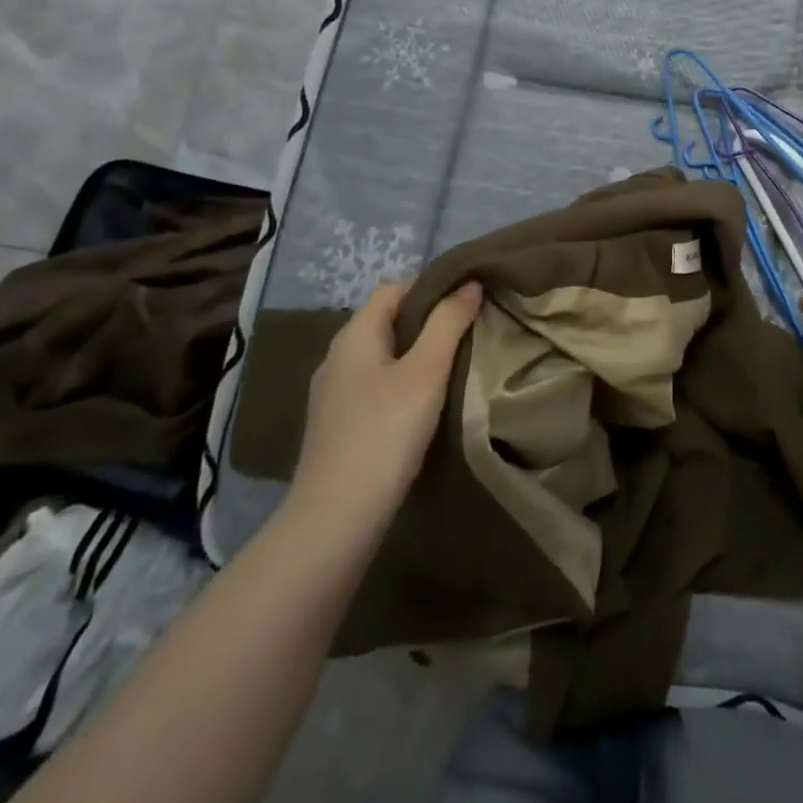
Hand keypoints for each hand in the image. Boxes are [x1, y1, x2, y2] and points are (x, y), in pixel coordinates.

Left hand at [286, 279, 482, 527]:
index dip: (432, 286)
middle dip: (428, 319)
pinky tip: (424, 403)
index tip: (468, 299)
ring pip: (382, 354)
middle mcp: (337, 355)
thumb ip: (448, 323)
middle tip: (469, 331)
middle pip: (387, 319)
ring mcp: (333, 392)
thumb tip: (469, 284)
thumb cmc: (384, 433)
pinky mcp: (337, 423)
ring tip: (454, 364)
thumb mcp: (426, 372)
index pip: (394, 287)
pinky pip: (375, 383)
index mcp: (354, 335)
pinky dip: (402, 381)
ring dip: (416, 352)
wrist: (335, 518)